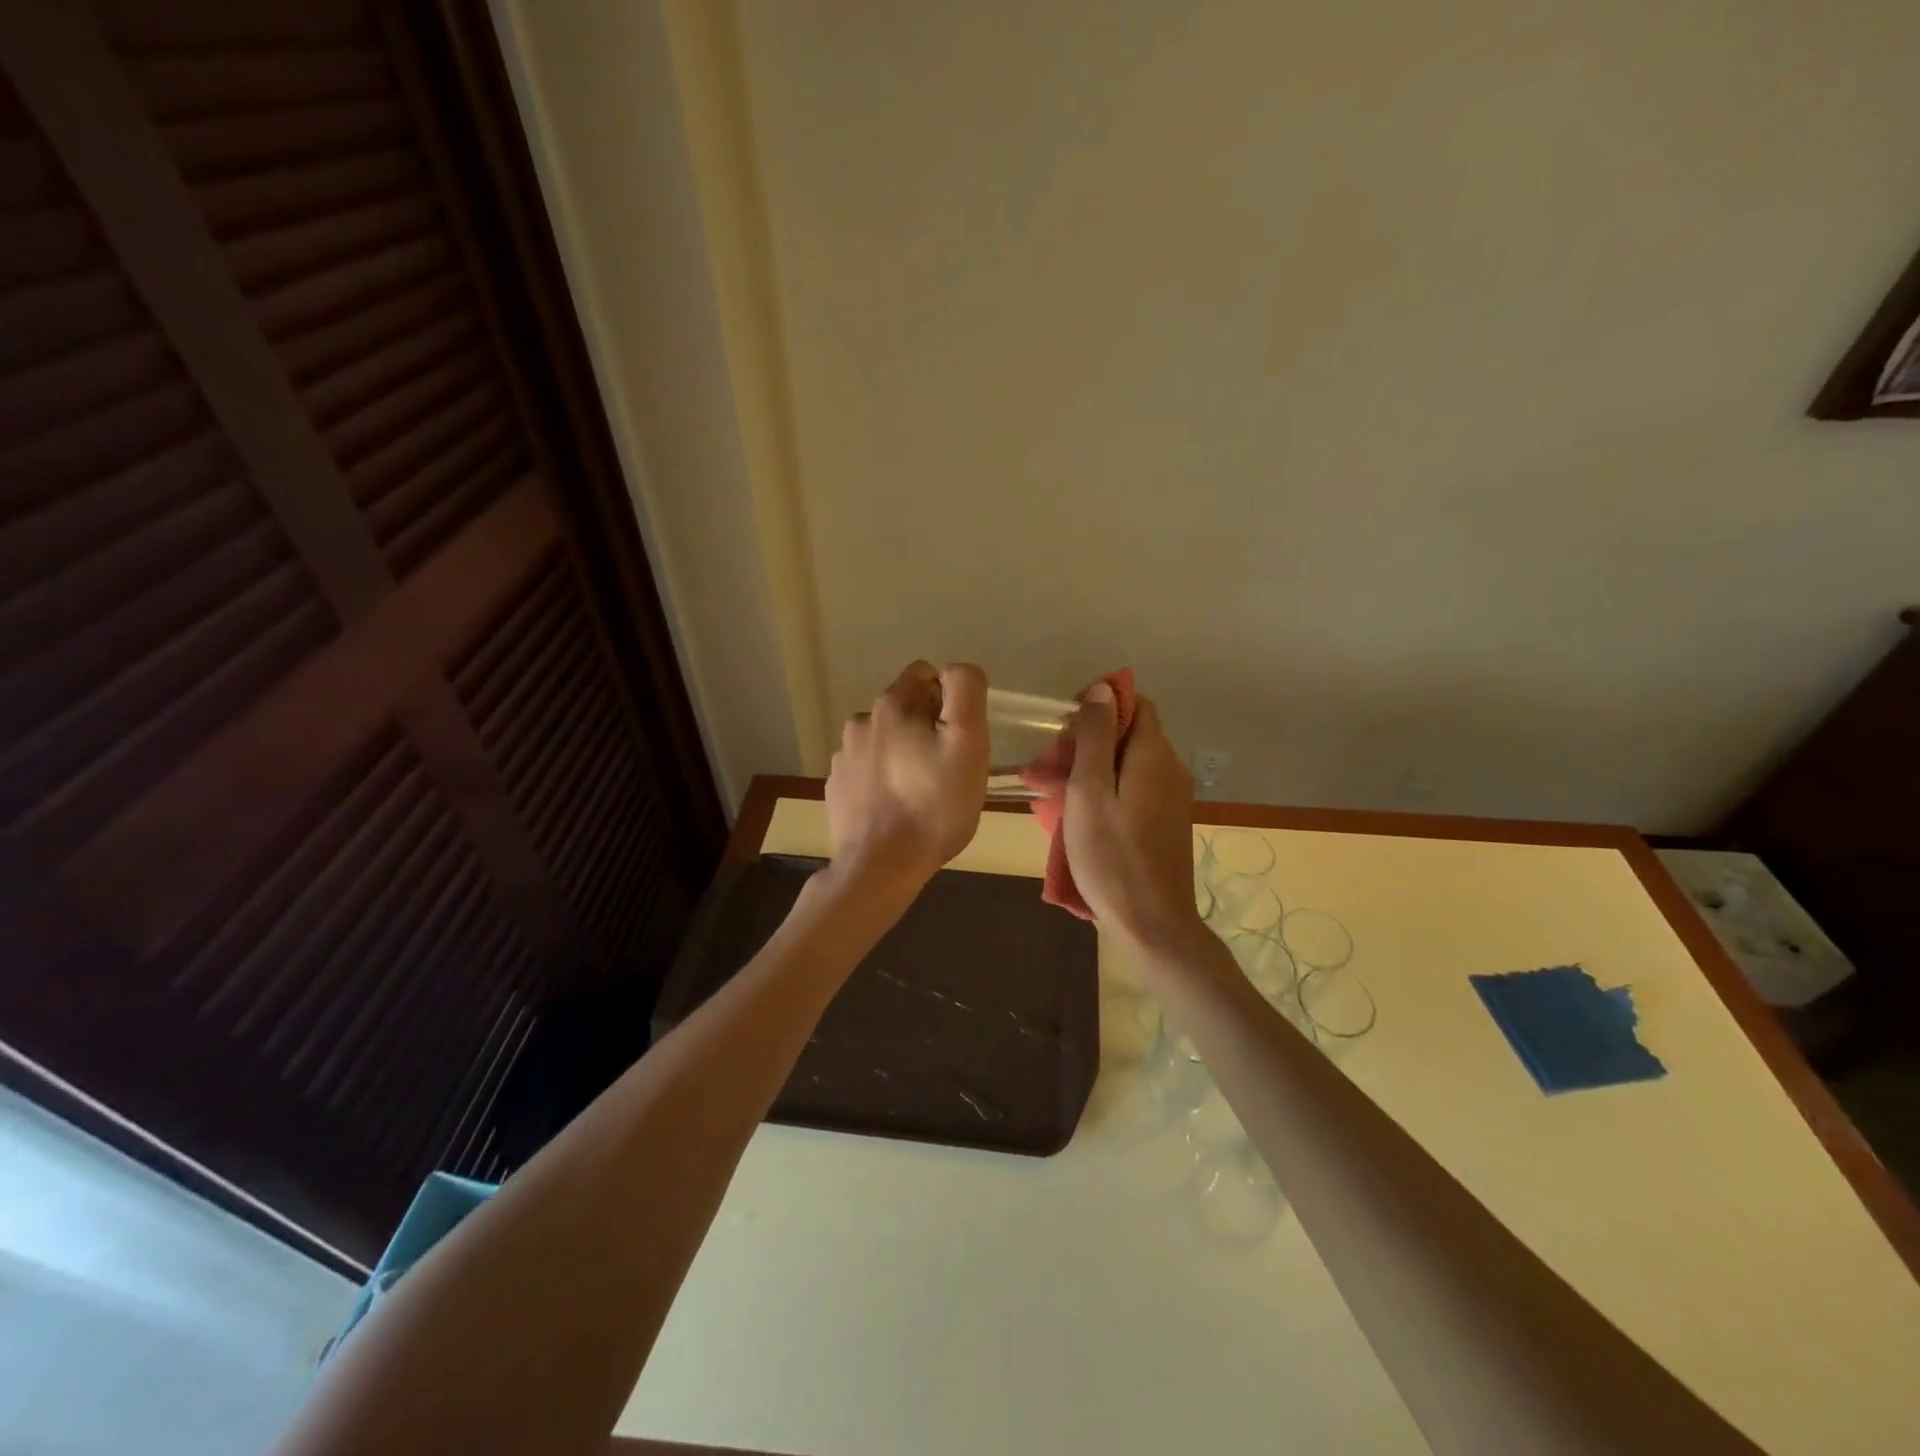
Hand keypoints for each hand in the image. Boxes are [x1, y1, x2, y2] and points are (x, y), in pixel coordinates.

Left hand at [825, 661, 989, 891]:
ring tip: (920, 792)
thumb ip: (965, 692)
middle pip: (904, 708)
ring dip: (902, 754)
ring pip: (884, 740)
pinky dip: (883, 778)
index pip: (924, 675)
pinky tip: (895, 807)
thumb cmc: (933, 805)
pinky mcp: (836, 787)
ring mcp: (843, 757)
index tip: (956, 737)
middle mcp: (860, 723)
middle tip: (944, 769)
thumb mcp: (968, 744)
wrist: (881, 866)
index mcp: (890, 706)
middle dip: (926, 728)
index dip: (948, 700)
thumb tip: (956, 671)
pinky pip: (867, 769)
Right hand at [1061, 684, 1207, 953]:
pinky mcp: (1164, 821)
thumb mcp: (1090, 791)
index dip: (1099, 705)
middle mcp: (1169, 768)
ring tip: (1046, 792)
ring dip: (1087, 769)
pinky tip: (1073, 813)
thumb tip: (1104, 689)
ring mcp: (1169, 797)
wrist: (1152, 923)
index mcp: (1153, 755)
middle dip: (1084, 742)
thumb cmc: (1112, 856)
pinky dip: (1102, 791)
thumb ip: (1096, 737)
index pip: (1134, 704)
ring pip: (1125, 764)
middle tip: (1043, 768)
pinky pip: (1131, 789)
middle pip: (1126, 735)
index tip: (1064, 727)